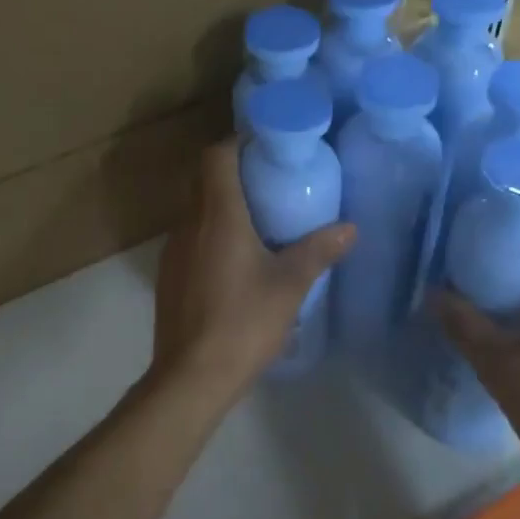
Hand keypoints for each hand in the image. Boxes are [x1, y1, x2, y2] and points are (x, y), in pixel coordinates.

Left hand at [151, 140, 354, 405]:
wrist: (191, 376)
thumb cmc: (243, 323)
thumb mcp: (289, 286)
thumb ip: (319, 251)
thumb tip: (350, 228)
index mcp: (217, 216)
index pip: (215, 157)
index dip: (237, 143)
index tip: (266, 147)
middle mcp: (188, 224)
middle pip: (204, 180)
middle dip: (234, 173)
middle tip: (271, 182)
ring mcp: (173, 250)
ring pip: (196, 211)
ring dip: (222, 206)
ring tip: (259, 221)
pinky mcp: (169, 275)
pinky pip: (191, 238)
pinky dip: (212, 234)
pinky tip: (237, 261)